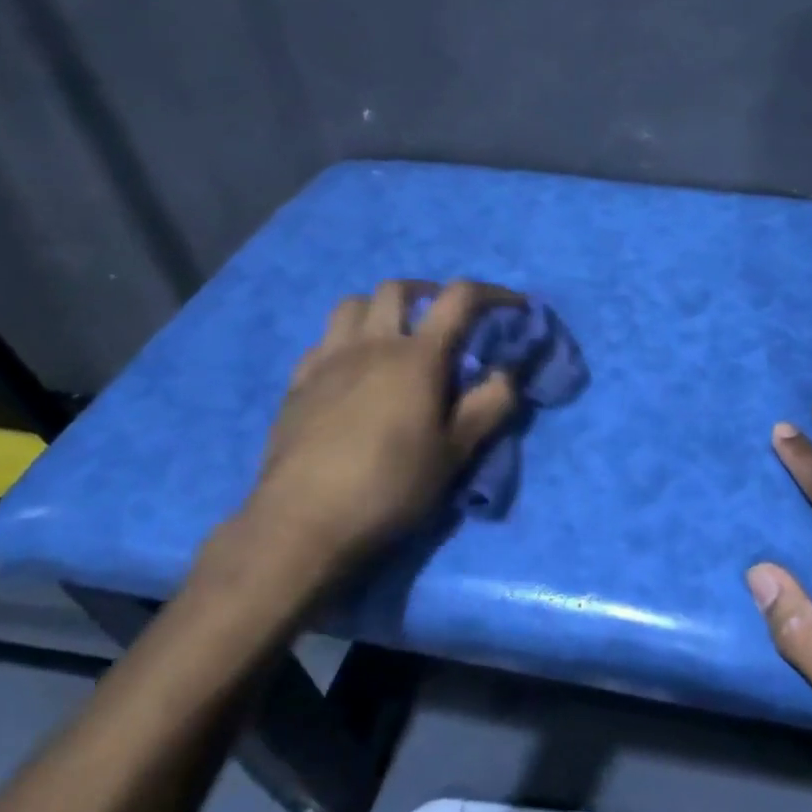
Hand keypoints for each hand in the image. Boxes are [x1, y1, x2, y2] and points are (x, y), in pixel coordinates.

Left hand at [233, 279, 521, 595]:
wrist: (303, 522)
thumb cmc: (390, 486)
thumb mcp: (456, 453)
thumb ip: (490, 406)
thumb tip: (508, 372)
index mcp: (416, 357)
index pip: (459, 299)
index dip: (492, 293)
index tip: (514, 305)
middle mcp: (370, 345)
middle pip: (398, 289)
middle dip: (430, 292)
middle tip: (446, 319)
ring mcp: (328, 361)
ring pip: (352, 304)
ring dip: (381, 308)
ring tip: (397, 335)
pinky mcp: (298, 384)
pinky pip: (324, 340)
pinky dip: (347, 339)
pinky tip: (353, 370)